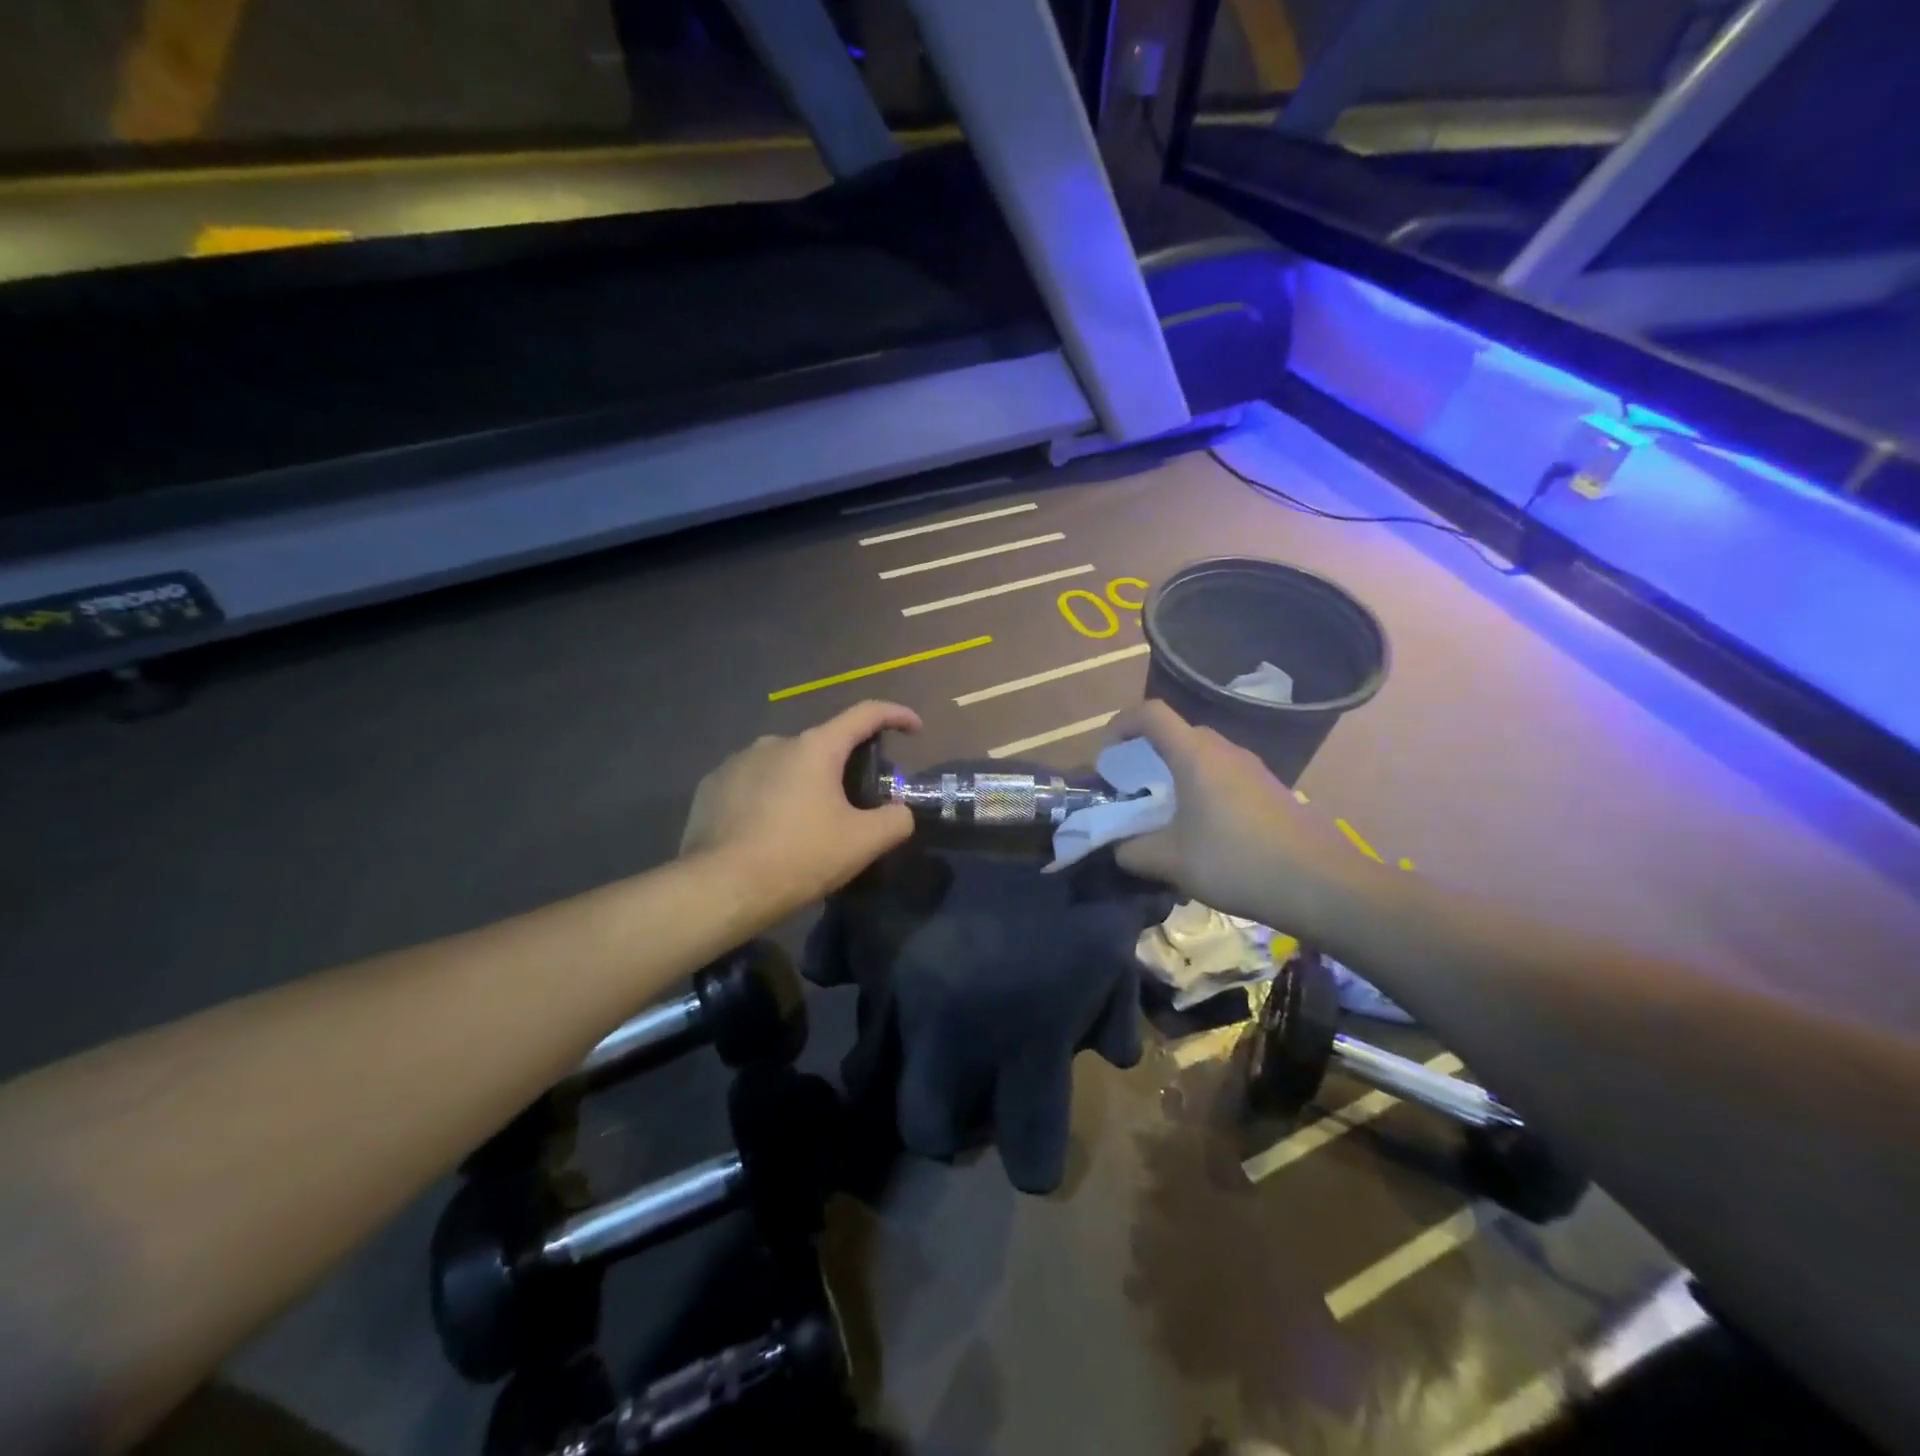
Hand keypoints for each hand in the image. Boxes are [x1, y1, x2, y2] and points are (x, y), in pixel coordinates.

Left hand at [682, 700, 922, 918]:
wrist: (720, 888)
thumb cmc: (799, 858)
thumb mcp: (863, 843)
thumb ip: (895, 820)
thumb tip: (899, 811)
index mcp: (815, 747)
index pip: (865, 714)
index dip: (896, 715)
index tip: (914, 728)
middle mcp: (775, 742)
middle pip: (823, 746)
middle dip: (843, 769)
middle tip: (853, 807)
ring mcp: (737, 761)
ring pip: (785, 766)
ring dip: (802, 785)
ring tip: (805, 826)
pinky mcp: (712, 785)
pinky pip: (753, 783)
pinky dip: (769, 798)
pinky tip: (767, 832)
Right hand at [1111, 700, 1376, 939]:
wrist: (1321, 884)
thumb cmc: (1236, 862)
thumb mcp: (1171, 861)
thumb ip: (1132, 851)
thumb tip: (1119, 848)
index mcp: (1195, 755)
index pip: (1151, 714)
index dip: (1121, 724)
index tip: (1106, 757)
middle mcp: (1224, 750)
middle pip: (1177, 733)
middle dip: (1146, 754)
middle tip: (1132, 790)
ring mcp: (1252, 768)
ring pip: (1202, 756)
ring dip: (1176, 775)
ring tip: (1164, 814)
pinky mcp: (1270, 789)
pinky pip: (1224, 775)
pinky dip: (1202, 789)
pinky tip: (1203, 831)